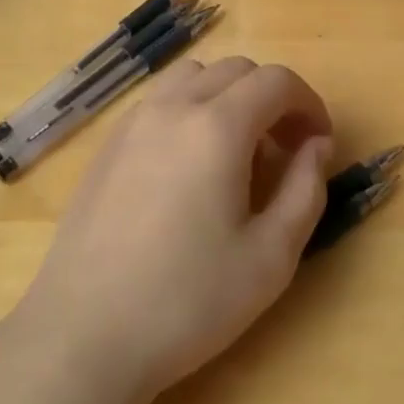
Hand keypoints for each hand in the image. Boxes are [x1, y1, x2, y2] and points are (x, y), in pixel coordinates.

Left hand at [13, 58, 333, 403]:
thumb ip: (306, 190)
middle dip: (272, 98)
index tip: (318, 142)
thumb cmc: (187, 301)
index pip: (277, 81)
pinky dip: (190, 107)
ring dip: (228, 96)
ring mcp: (135, 119)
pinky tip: (189, 163)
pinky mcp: (109, 141)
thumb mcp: (271, 258)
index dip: (308, 103)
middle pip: (237, 70)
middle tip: (284, 149)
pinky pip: (161, 99)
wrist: (84, 333)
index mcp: (218, 127)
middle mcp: (175, 106)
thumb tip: (317, 145)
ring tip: (236, 150)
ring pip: (195, 76)